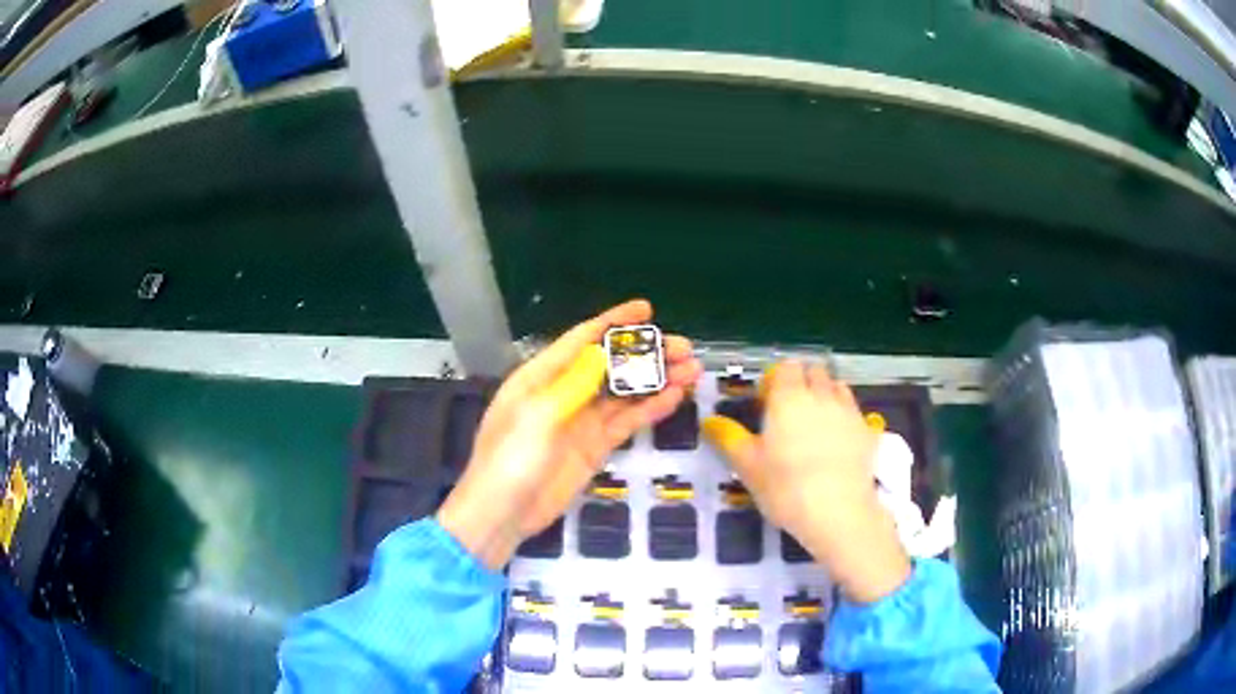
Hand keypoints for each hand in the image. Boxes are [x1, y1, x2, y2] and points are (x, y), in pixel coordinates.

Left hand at [437, 300, 702, 569]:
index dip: (614, 322)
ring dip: (656, 380)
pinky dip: (649, 409)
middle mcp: (564, 392)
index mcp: (541, 376)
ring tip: (691, 371)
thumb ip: (572, 384)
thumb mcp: (536, 417)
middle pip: (611, 365)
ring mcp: (580, 421)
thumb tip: (603, 355)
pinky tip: (674, 397)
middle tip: (684, 349)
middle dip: (646, 354)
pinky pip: (626, 421)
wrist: (502, 515)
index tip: (647, 309)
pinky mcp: (594, 447)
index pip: (582, 339)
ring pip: (624, 393)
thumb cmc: (510, 460)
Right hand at [702, 361, 909, 602]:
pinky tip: (839, 441)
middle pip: (814, 371)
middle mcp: (821, 395)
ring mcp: (849, 411)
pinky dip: (846, 417)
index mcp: (788, 397)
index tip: (766, 403)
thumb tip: (709, 421)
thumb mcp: (747, 466)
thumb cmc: (785, 488)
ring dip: (826, 395)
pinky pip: (855, 411)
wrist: (838, 511)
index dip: (776, 380)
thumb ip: (728, 438)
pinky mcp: (868, 430)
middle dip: (803, 383)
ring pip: (838, 387)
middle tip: (790, 413)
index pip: (785, 367)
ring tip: (816, 423)